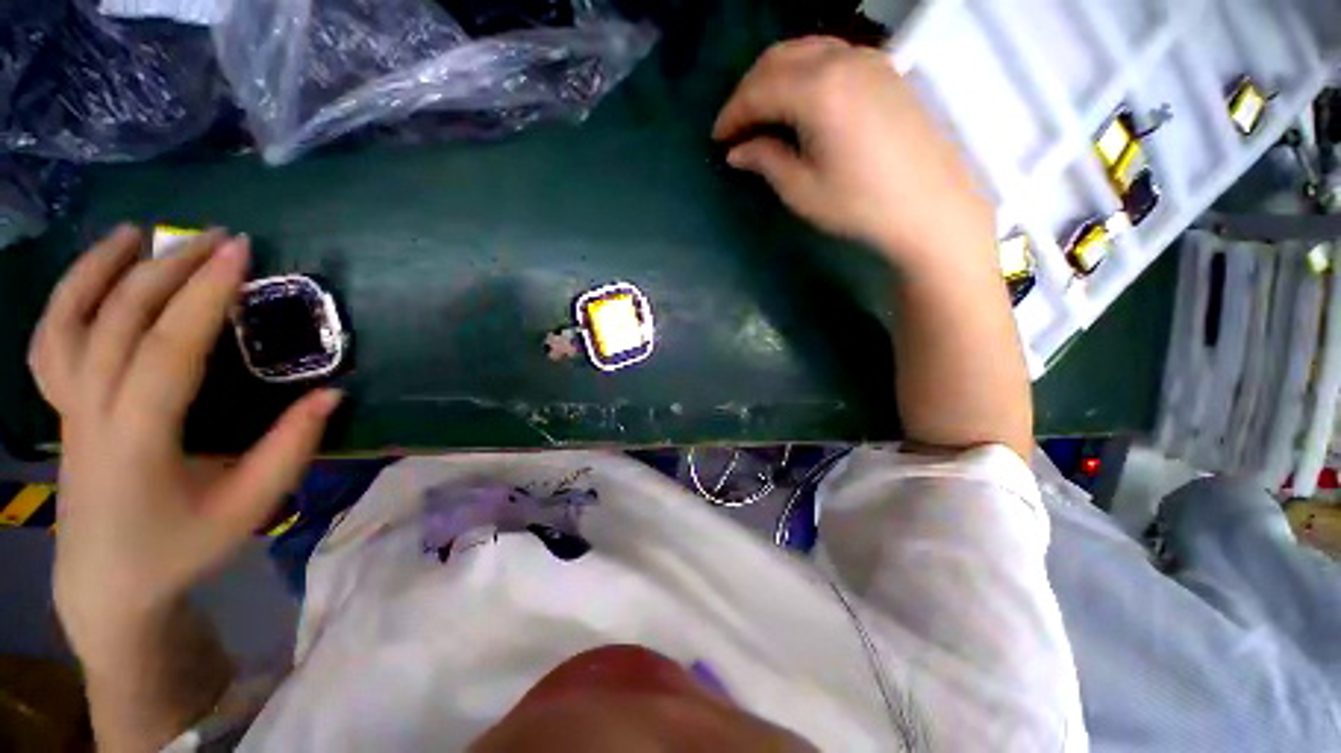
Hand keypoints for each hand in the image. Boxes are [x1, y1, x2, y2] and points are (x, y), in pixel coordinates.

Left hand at [28, 226, 339, 670]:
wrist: (108, 586)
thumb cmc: (180, 550)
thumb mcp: (248, 508)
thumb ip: (291, 448)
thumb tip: (333, 394)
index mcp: (138, 438)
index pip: (170, 347)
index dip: (206, 295)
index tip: (241, 253)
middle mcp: (91, 411)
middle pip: (121, 319)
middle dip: (169, 268)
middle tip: (217, 238)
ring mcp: (67, 407)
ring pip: (69, 321)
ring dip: (101, 269)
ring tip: (136, 233)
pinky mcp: (61, 408)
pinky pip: (51, 342)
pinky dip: (67, 300)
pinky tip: (93, 278)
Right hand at [714, 37, 994, 269]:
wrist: (929, 206)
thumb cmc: (859, 205)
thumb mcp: (802, 190)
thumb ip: (766, 160)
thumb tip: (737, 151)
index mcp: (818, 91)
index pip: (759, 90)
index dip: (732, 114)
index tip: (717, 140)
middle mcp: (842, 60)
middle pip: (778, 59)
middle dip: (748, 90)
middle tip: (735, 125)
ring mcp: (868, 59)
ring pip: (805, 50)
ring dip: (774, 77)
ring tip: (761, 113)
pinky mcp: (884, 70)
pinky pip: (831, 55)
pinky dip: (803, 71)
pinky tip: (798, 100)